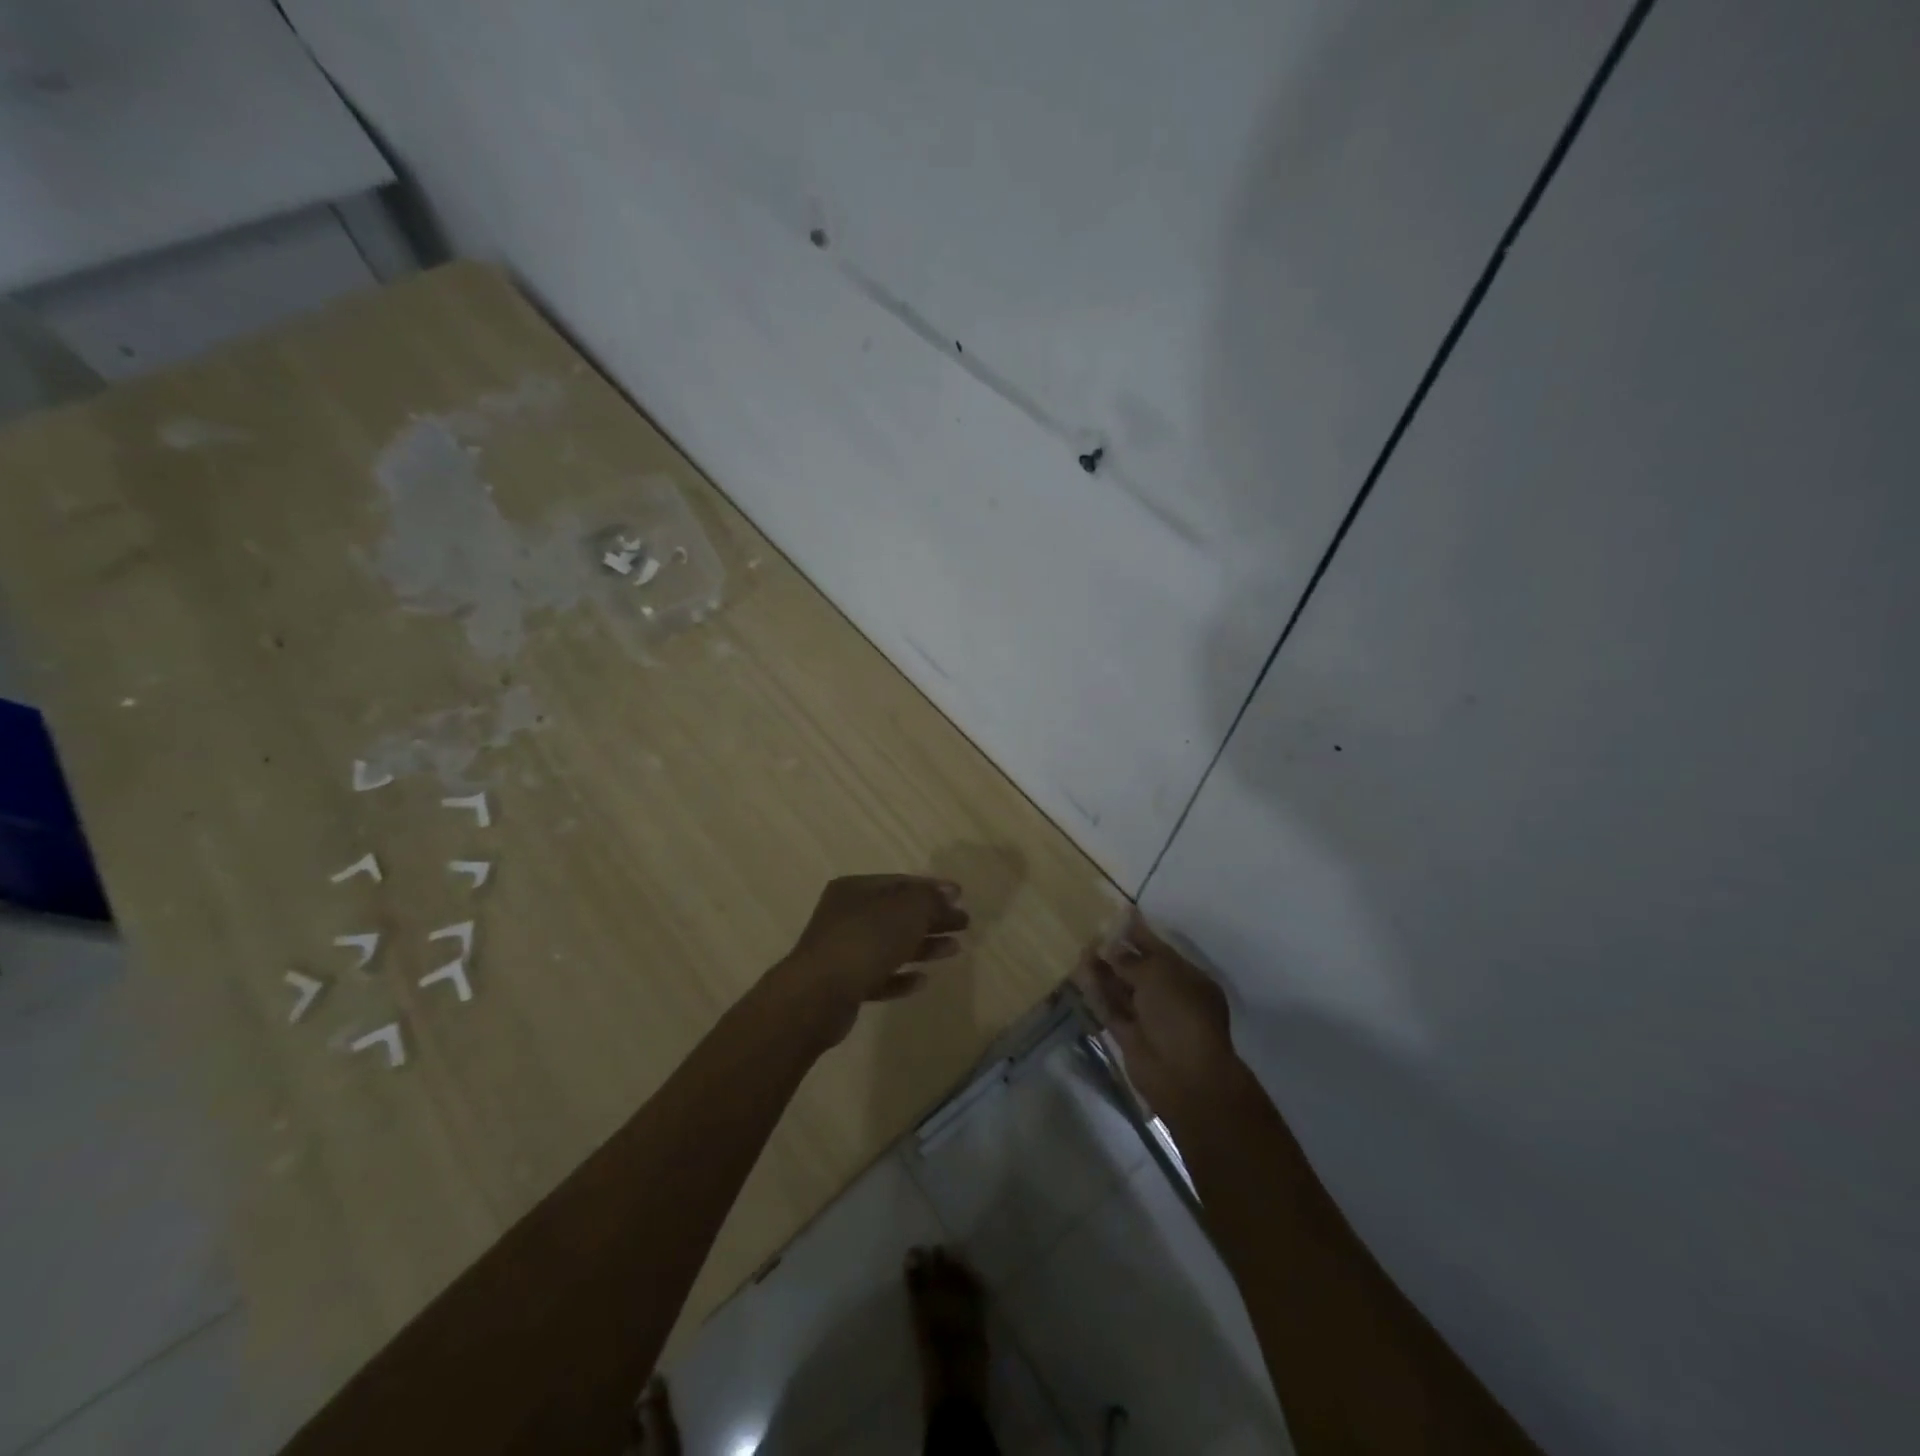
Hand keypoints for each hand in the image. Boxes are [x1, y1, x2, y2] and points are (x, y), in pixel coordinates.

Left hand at [771, 875, 970, 1047]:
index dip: (933, 888)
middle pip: (898, 913)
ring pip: (891, 944)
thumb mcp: (906, 910)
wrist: (817, 995)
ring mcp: (843, 951)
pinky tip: (923, 981)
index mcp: (856, 889)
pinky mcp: (844, 985)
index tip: (961, 897)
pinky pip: (879, 976)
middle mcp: (847, 915)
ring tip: (955, 950)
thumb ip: (930, 899)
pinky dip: (901, 976)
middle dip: (932, 918)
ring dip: (923, 946)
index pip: (901, 882)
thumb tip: (949, 894)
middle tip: (964, 924)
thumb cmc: (865, 941)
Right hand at [1076, 910, 1236, 1113]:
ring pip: (1122, 989)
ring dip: (1103, 971)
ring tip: (1081, 949)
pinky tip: (1080, 975)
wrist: (1184, 1077)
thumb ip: (1131, 960)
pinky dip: (1097, 993)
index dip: (1139, 932)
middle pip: (1139, 968)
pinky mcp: (1130, 1037)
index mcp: (1187, 978)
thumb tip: (1110, 948)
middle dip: (1117, 952)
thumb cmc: (1180, 1015)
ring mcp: (1149, 1018)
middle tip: (1092, 931)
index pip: (1159, 949)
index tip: (1119, 913)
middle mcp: (1169, 996)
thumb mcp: (1158, 975)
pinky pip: (1111, 1009)